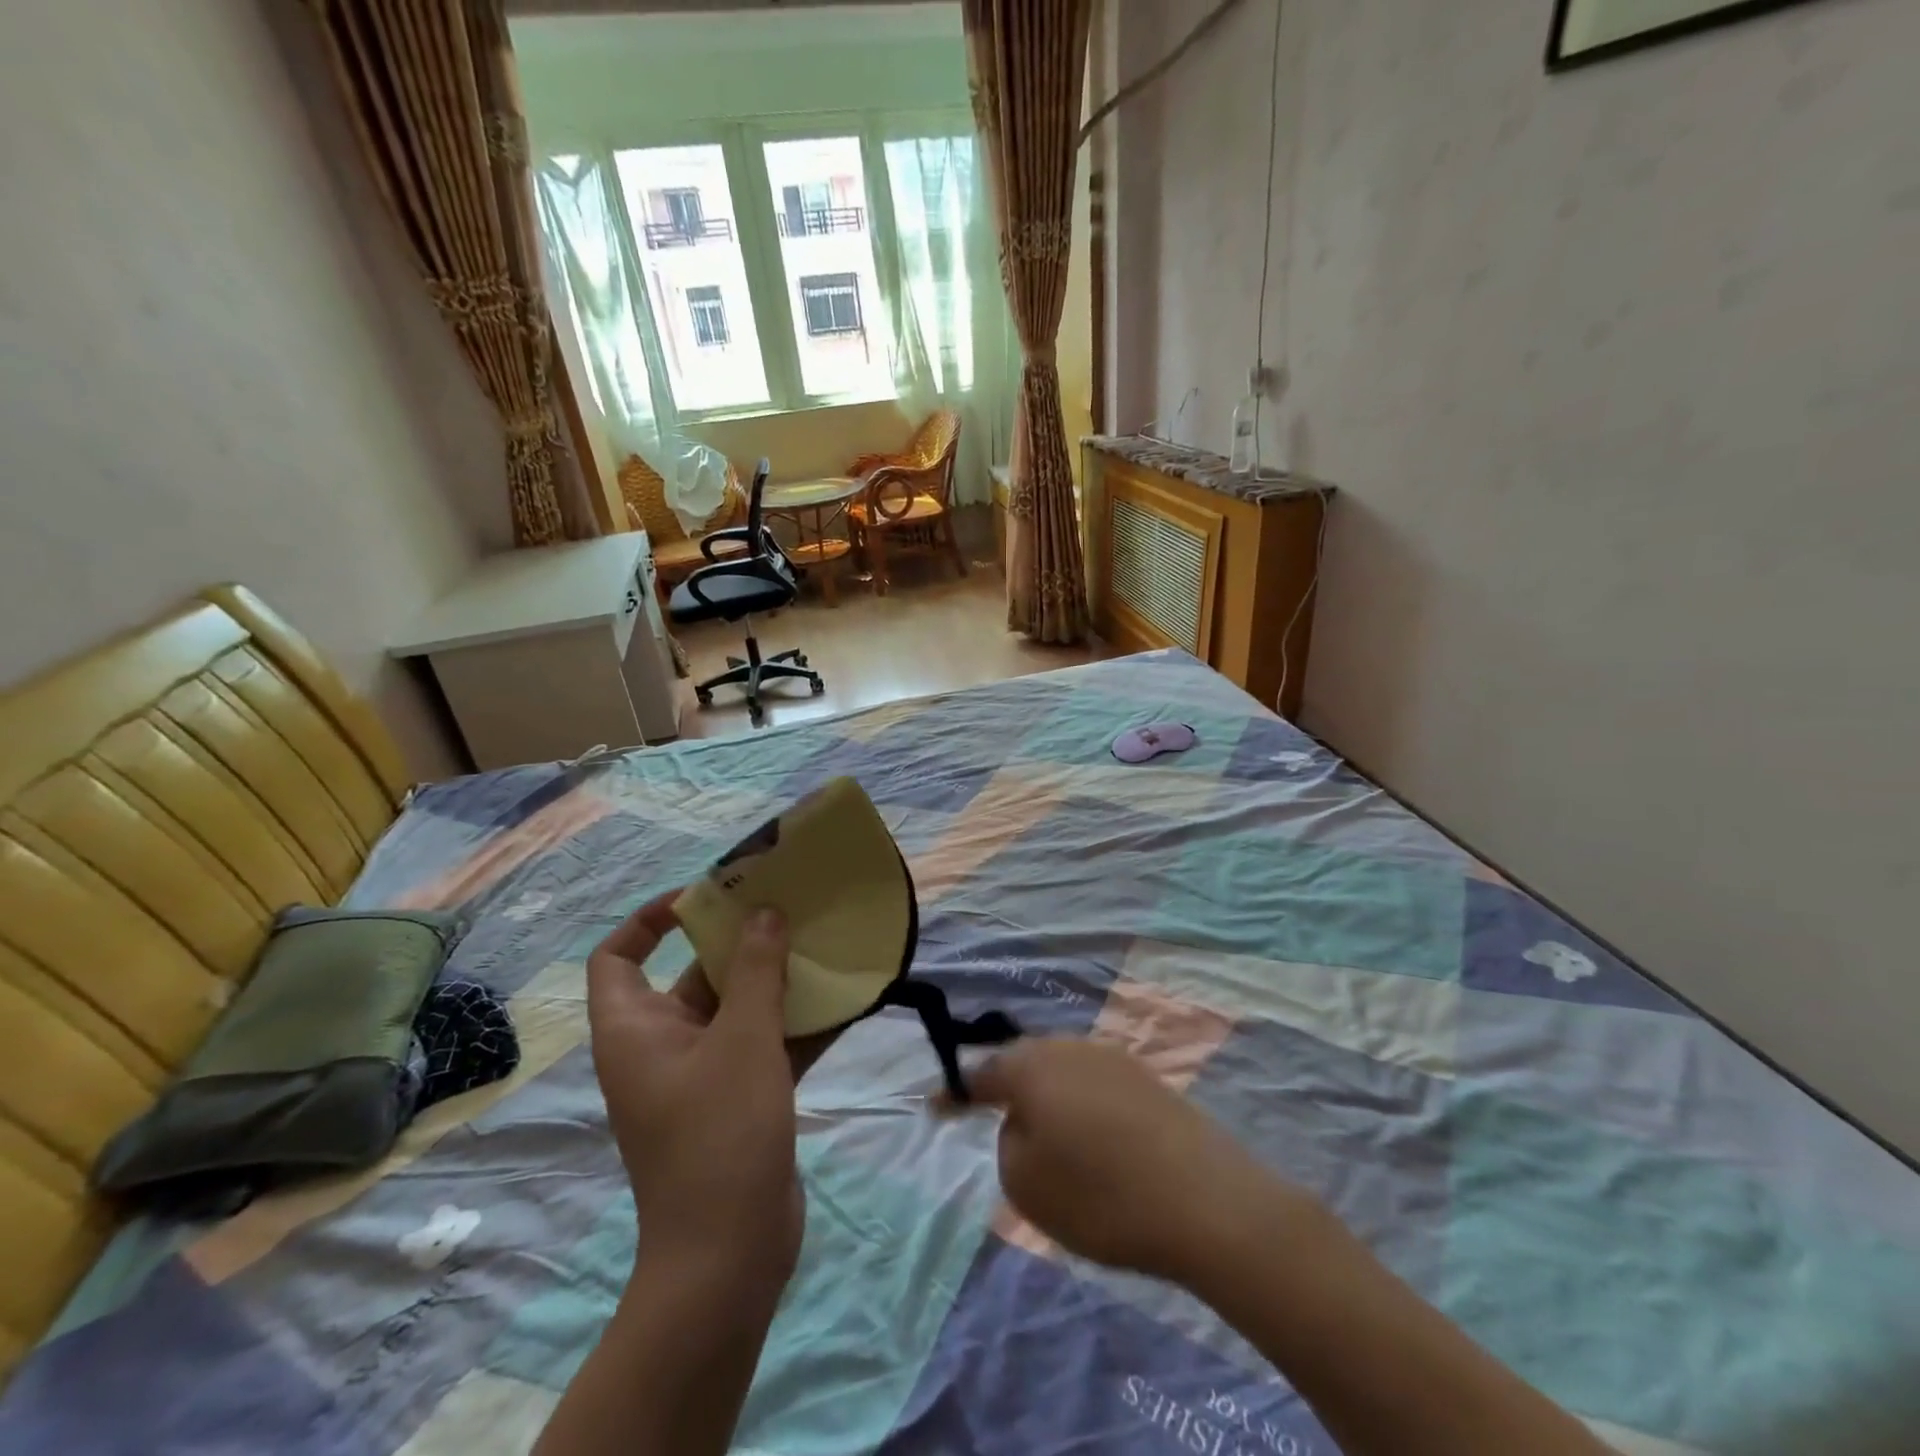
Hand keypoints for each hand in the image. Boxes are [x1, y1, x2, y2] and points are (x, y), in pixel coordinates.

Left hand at [585, 892, 831, 1287]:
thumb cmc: (720, 1134)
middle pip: (692, 976)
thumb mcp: (742, 1039)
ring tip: (822, 944)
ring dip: (777, 981)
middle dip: (739, 943)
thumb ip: (755, 970)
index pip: (617, 958)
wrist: (730, 1255)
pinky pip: (765, 1043)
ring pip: (737, 1009)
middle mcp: (662, 1046)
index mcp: (635, 1030)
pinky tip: (846, 1000)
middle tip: (786, 909)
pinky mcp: (739, 1098)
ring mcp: (702, 1075)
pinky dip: (797, 1023)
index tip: (703, 898)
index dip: (650, 920)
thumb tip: (764, 914)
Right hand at [964, 1039, 1316, 1284]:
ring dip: (1047, 1096)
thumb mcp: (1026, 1184)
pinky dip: (1081, 1106)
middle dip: (1005, 1087)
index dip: (954, 1091)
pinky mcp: (1146, 1077)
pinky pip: (1094, 1084)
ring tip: (1047, 1134)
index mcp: (1031, 1066)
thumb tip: (1027, 1121)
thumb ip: (1008, 1142)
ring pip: (1061, 1070)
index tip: (934, 1104)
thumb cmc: (1102, 1195)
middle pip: (1023, 1062)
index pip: (980, 1073)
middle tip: (993, 1116)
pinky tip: (1094, 1138)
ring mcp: (1111, 1057)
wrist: (1206, 1200)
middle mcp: (1068, 1047)